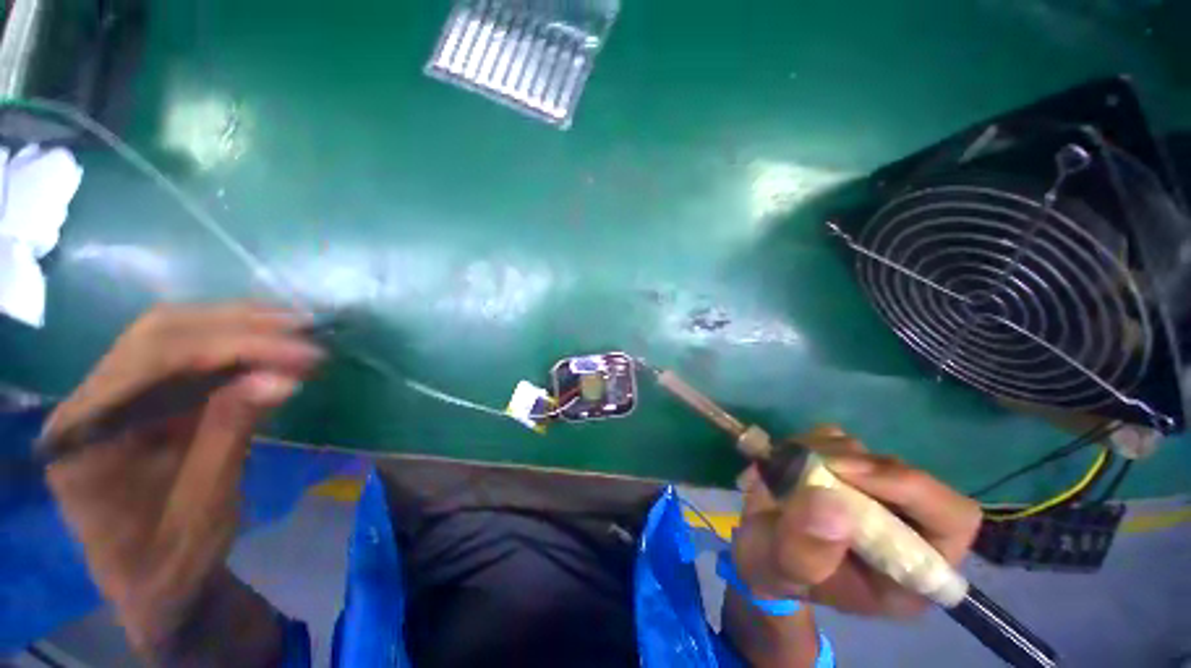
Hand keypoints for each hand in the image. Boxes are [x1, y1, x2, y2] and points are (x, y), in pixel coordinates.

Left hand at [44, 304, 322, 655]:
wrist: (153, 583)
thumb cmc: (173, 560)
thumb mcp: (206, 507)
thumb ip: (230, 435)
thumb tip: (281, 379)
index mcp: (85, 440)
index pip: (151, 365)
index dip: (229, 348)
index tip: (299, 353)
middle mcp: (85, 405)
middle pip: (156, 335)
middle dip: (236, 327)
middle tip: (305, 331)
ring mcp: (107, 397)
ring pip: (168, 334)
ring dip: (237, 326)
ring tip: (297, 329)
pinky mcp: (136, 398)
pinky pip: (180, 353)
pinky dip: (231, 343)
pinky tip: (269, 340)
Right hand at [732, 425, 981, 617]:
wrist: (758, 548)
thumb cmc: (778, 571)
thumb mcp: (786, 571)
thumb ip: (807, 547)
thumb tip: (830, 500)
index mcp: (911, 568)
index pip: (952, 519)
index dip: (912, 489)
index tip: (849, 473)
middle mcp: (903, 525)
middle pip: (907, 475)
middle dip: (858, 467)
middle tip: (815, 464)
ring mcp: (873, 491)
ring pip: (868, 452)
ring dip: (827, 452)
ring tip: (791, 470)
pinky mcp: (844, 467)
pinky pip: (837, 438)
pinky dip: (812, 442)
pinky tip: (791, 460)